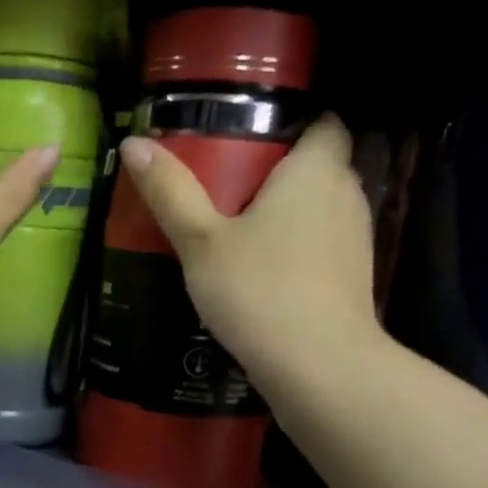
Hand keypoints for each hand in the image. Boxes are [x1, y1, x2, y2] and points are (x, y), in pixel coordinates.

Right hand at [117, 116, 383, 407]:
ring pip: (318, 208)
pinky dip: (294, 247)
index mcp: (315, 170)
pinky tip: (258, 272)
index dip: (292, 122)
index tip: (249, 138)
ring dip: (285, 213)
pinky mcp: (352, 276)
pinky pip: (320, 244)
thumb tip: (133, 143)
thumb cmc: (258, 290)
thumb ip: (170, 192)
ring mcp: (355, 238)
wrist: (318, 366)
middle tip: (222, 186)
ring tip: (234, 229)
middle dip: (277, 170)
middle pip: (316, 165)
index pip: (324, 121)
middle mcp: (346, 194)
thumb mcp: (201, 241)